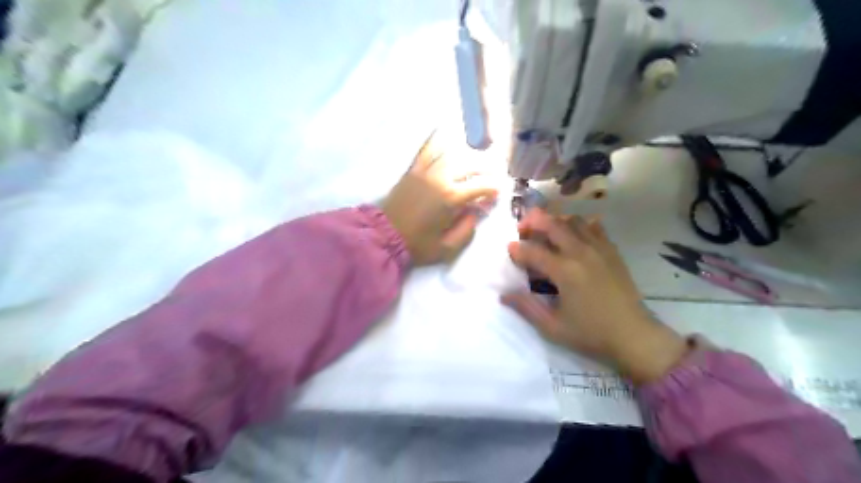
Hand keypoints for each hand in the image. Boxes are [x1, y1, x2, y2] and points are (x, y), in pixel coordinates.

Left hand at [384, 131, 498, 266]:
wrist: (384, 236)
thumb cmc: (417, 244)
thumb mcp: (447, 248)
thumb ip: (466, 230)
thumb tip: (476, 213)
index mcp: (451, 198)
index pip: (481, 186)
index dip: (493, 188)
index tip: (498, 192)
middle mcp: (441, 178)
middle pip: (470, 165)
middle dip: (485, 169)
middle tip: (491, 175)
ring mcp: (425, 171)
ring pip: (452, 153)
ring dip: (468, 155)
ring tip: (475, 160)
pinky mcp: (413, 170)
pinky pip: (427, 149)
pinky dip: (437, 140)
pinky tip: (443, 130)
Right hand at [501, 209, 689, 381]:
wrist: (634, 336)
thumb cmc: (591, 333)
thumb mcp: (553, 327)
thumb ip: (526, 307)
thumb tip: (503, 295)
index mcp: (565, 271)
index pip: (533, 251)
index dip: (517, 248)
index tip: (509, 250)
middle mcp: (581, 253)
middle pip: (553, 225)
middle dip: (533, 222)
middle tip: (522, 228)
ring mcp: (599, 249)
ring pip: (574, 221)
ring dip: (555, 221)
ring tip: (546, 230)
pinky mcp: (612, 252)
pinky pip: (594, 228)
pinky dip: (580, 225)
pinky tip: (573, 234)